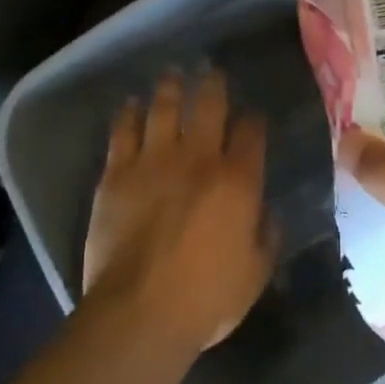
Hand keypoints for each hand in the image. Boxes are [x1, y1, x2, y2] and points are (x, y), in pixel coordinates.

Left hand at [83, 70, 276, 351]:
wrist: (139, 311)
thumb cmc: (206, 298)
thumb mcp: (255, 273)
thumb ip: (266, 236)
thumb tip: (266, 212)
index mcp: (238, 180)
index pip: (251, 132)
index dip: (254, 120)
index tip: (253, 117)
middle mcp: (199, 158)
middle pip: (209, 106)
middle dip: (214, 85)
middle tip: (213, 72)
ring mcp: (154, 161)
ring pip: (164, 108)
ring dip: (171, 87)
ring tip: (173, 73)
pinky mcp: (117, 173)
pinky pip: (123, 132)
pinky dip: (129, 113)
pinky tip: (131, 104)